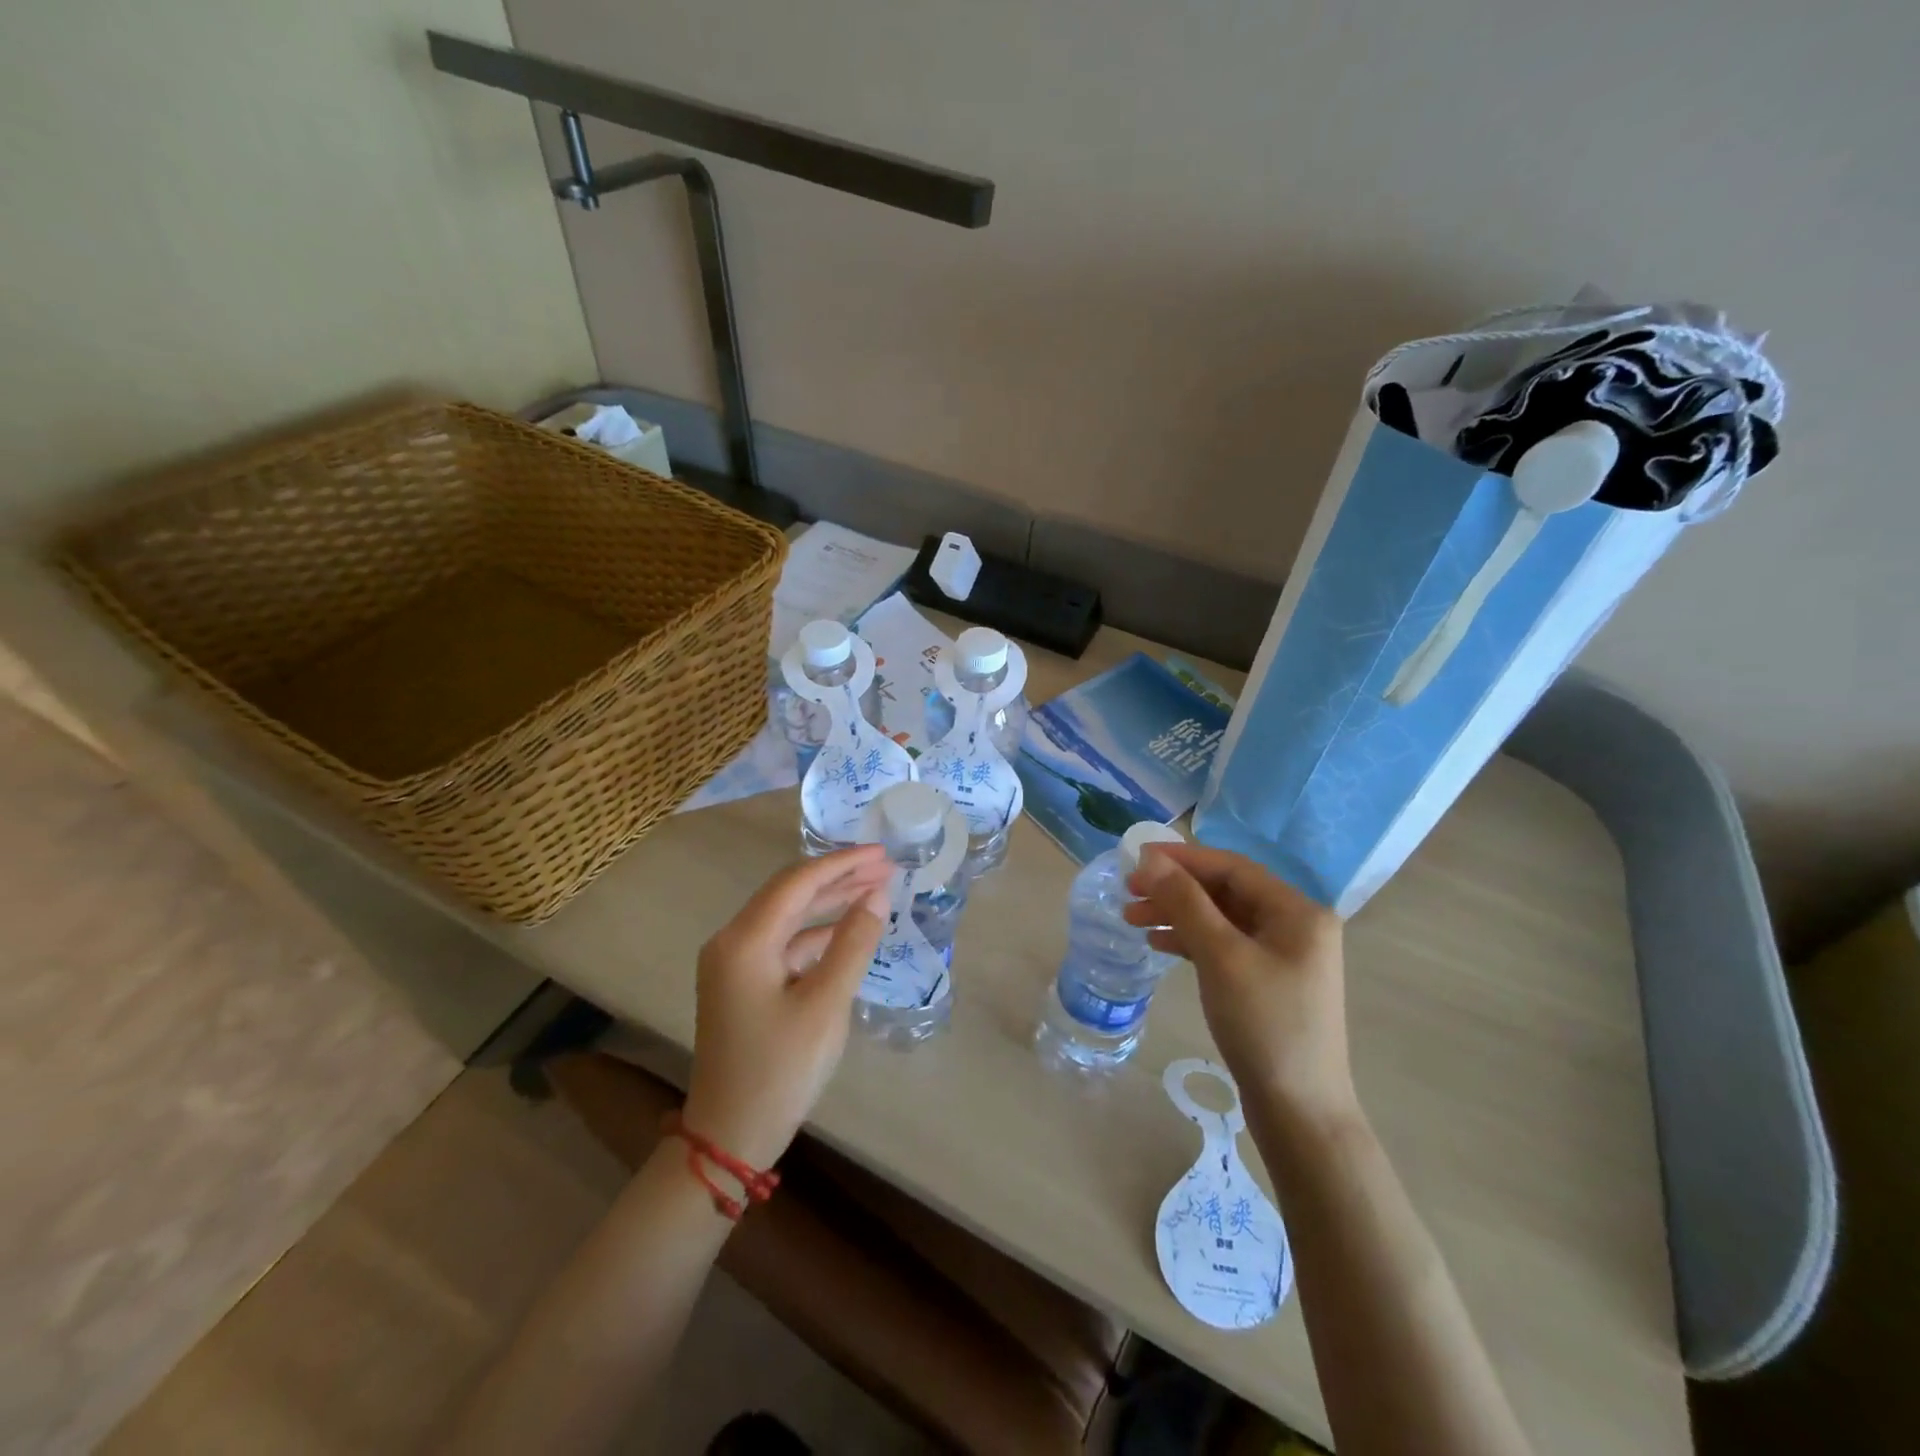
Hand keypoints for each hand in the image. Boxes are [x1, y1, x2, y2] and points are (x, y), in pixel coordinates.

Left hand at [682, 846, 892, 1168]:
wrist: (729, 1136)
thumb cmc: (780, 1069)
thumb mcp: (825, 1004)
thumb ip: (852, 944)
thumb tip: (877, 895)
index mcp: (745, 940)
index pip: (798, 882)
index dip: (842, 863)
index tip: (882, 854)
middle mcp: (732, 942)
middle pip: (790, 894)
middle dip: (838, 878)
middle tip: (886, 868)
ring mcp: (733, 964)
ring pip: (787, 918)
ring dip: (829, 904)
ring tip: (874, 891)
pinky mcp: (741, 985)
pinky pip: (783, 944)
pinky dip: (816, 935)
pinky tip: (846, 932)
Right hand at [1126, 843, 1355, 1126]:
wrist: (1299, 1112)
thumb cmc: (1264, 1025)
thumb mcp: (1221, 956)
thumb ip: (1185, 902)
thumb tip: (1150, 858)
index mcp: (1297, 911)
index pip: (1232, 867)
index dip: (1183, 859)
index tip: (1136, 859)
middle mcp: (1295, 926)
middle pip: (1225, 891)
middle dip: (1175, 889)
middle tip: (1128, 892)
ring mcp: (1283, 956)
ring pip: (1221, 919)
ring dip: (1177, 914)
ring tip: (1132, 919)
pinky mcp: (1268, 982)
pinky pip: (1224, 945)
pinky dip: (1191, 941)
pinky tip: (1159, 945)